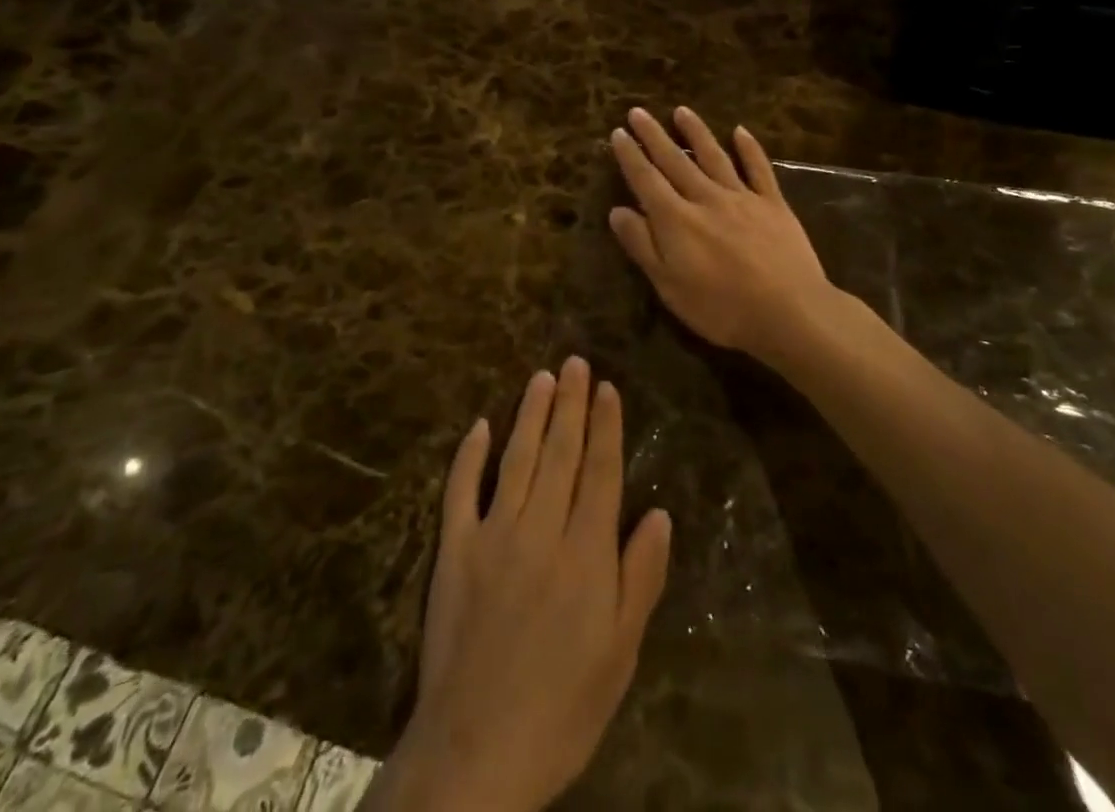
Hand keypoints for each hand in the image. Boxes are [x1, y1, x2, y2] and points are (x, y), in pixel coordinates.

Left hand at [369, 359, 671, 811]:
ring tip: (543, 377)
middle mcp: (541, 529)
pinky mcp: (454, 550)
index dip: (606, 425)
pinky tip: (481, 425)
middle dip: (572, 404)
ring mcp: (493, 534)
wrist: (476, 753)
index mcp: (586, 552)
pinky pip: (461, 490)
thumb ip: (641, 577)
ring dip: (531, 414)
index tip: (608, 386)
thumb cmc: (563, 706)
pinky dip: (470, 455)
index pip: (601, 470)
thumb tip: (660, 512)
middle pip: (561, 452)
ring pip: (517, 458)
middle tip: (576, 362)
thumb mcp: (621, 653)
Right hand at [607, 106, 836, 359]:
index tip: (618, 132)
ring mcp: (742, 198)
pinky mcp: (773, 204)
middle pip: (675, 161)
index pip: (646, 180)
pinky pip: (759, 169)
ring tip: (682, 111)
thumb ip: (643, 245)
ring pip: (714, 156)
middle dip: (654, 135)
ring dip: (696, 132)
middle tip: (639, 111)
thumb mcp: (669, 286)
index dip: (630, 156)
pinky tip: (740, 131)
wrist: (789, 311)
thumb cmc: (721, 308)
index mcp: (676, 220)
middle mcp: (706, 198)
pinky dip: (749, 148)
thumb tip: (617, 210)